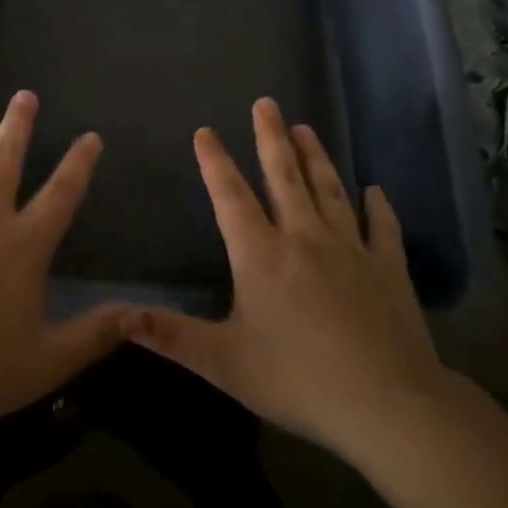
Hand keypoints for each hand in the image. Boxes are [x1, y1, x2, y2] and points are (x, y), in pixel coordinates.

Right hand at [130, 98, 450, 464]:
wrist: (388, 404)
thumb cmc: (299, 380)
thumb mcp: (225, 363)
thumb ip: (172, 336)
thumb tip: (119, 317)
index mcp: (261, 255)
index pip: (231, 197)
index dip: (215, 162)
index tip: (206, 131)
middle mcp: (304, 238)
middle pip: (285, 176)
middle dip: (272, 137)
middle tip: (266, 103)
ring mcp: (350, 249)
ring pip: (329, 190)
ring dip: (316, 157)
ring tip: (306, 128)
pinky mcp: (388, 267)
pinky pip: (382, 228)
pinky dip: (379, 207)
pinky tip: (376, 191)